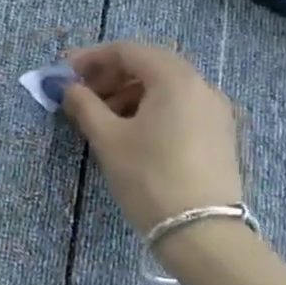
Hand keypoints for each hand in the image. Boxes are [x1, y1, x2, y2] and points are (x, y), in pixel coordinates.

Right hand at [59, 41, 243, 236]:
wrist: (203, 234)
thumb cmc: (149, 177)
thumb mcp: (108, 138)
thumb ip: (84, 104)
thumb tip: (69, 87)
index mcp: (175, 79)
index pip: (128, 51)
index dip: (93, 58)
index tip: (66, 73)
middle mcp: (201, 86)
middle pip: (149, 65)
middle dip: (111, 75)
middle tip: (82, 94)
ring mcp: (215, 111)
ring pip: (165, 87)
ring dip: (130, 93)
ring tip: (102, 117)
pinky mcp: (219, 134)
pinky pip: (180, 106)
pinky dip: (152, 108)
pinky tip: (131, 132)